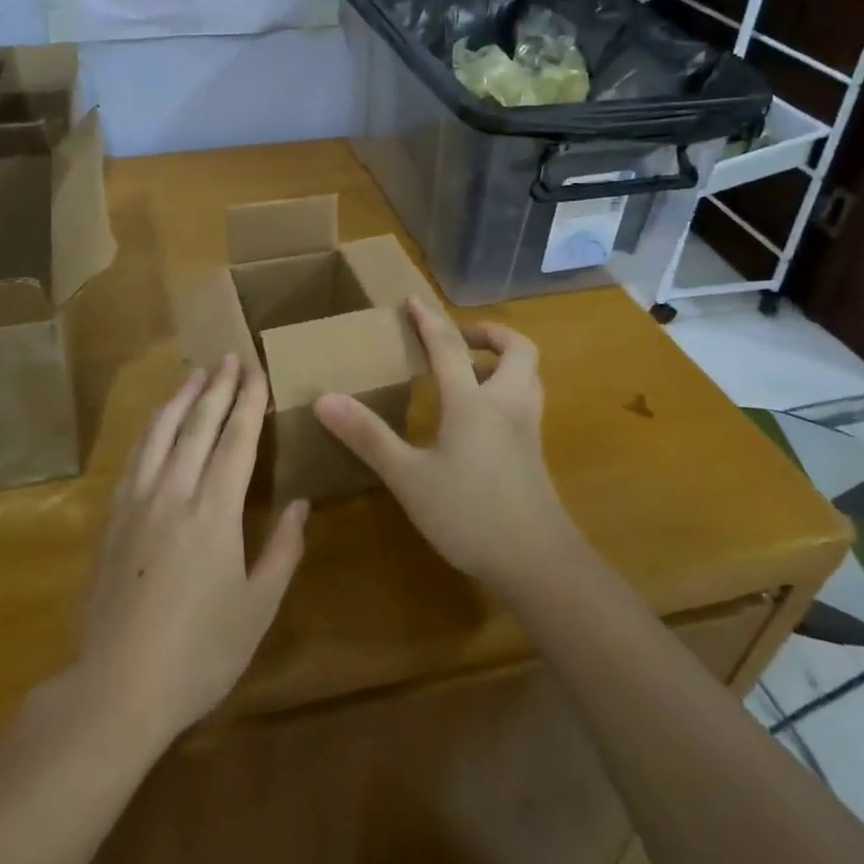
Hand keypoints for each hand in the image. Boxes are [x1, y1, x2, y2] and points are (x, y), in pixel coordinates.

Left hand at [73, 355, 308, 749]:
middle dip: (217, 388)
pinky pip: (134, 456)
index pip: (235, 441)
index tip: (257, 372)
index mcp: (214, 512)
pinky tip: (156, 422)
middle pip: (197, 425)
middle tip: (229, 358)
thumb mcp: (256, 609)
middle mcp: (174, 492)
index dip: (248, 403)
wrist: (117, 687)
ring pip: (160, 432)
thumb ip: (282, 551)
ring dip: (180, 398)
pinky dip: (150, 429)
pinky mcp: (112, 518)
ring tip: (195, 374)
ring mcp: (137, 502)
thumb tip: (301, 505)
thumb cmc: (199, 652)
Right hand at [313, 298, 575, 594]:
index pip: (449, 347)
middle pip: (517, 349)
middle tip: (460, 339)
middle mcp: (507, 405)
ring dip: (505, 360)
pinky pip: (527, 403)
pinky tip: (483, 419)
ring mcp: (528, 430)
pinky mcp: (535, 454)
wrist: (538, 564)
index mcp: (473, 402)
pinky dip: (509, 390)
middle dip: (490, 334)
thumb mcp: (408, 477)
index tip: (414, 300)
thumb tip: (324, 399)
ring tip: (473, 371)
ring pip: (530, 376)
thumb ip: (368, 436)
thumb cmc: (469, 514)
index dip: (429, 320)